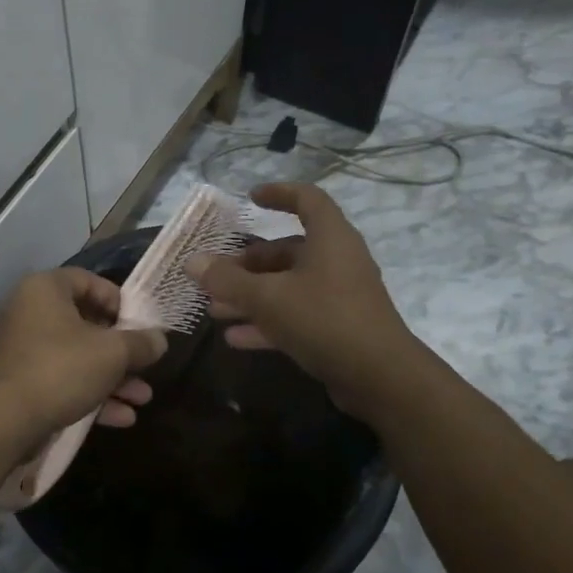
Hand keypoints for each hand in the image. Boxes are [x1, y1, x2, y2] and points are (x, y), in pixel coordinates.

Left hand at [0, 269, 166, 443]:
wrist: (6, 420)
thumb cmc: (62, 368)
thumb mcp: (112, 353)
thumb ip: (140, 343)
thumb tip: (159, 339)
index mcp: (46, 289)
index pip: (88, 280)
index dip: (118, 300)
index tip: (140, 324)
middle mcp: (31, 312)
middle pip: (86, 322)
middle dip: (122, 350)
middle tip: (146, 365)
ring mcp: (25, 349)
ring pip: (78, 356)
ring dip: (113, 377)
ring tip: (142, 398)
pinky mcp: (24, 382)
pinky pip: (64, 380)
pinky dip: (92, 393)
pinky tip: (122, 417)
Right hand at [185, 183, 414, 415]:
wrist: (381, 378)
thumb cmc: (324, 319)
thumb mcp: (268, 298)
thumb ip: (227, 280)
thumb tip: (192, 262)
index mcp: (330, 239)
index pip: (307, 200)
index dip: (279, 193)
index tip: (251, 198)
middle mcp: (337, 261)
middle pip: (288, 250)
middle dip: (248, 263)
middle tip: (216, 275)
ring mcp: (339, 296)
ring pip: (288, 286)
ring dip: (251, 296)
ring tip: (215, 310)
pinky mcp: (338, 328)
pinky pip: (296, 315)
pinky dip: (267, 322)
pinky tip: (235, 338)